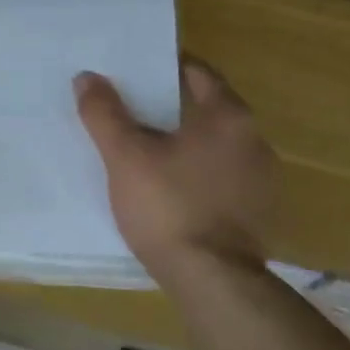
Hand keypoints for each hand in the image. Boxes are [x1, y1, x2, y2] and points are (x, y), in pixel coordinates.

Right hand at [75, 58, 276, 282]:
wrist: (212, 279)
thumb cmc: (168, 207)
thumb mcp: (126, 157)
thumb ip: (105, 114)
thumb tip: (87, 77)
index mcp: (230, 117)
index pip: (199, 74)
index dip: (165, 70)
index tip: (135, 75)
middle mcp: (255, 141)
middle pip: (209, 111)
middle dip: (172, 110)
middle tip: (132, 114)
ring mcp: (262, 180)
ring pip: (217, 148)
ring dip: (187, 145)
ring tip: (148, 155)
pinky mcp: (258, 213)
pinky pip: (223, 179)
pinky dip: (199, 176)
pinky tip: (173, 192)